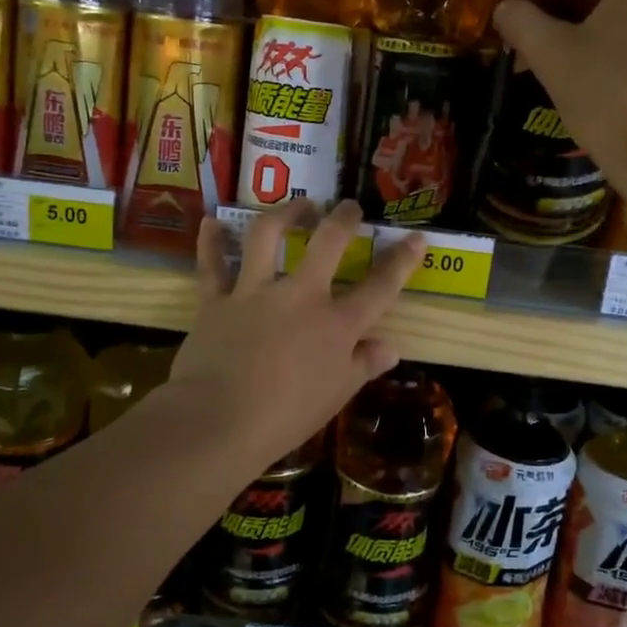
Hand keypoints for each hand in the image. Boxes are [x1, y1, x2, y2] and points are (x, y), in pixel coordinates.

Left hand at [167, 199, 421, 476]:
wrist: (218, 422)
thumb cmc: (286, 417)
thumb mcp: (336, 396)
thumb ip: (363, 366)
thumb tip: (391, 348)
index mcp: (336, 324)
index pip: (380, 287)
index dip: (402, 260)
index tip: (416, 237)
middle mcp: (300, 296)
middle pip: (328, 242)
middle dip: (343, 218)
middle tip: (348, 207)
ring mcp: (255, 292)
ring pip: (268, 236)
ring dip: (284, 213)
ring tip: (297, 204)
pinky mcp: (216, 300)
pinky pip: (212, 264)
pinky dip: (210, 242)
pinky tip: (211, 222)